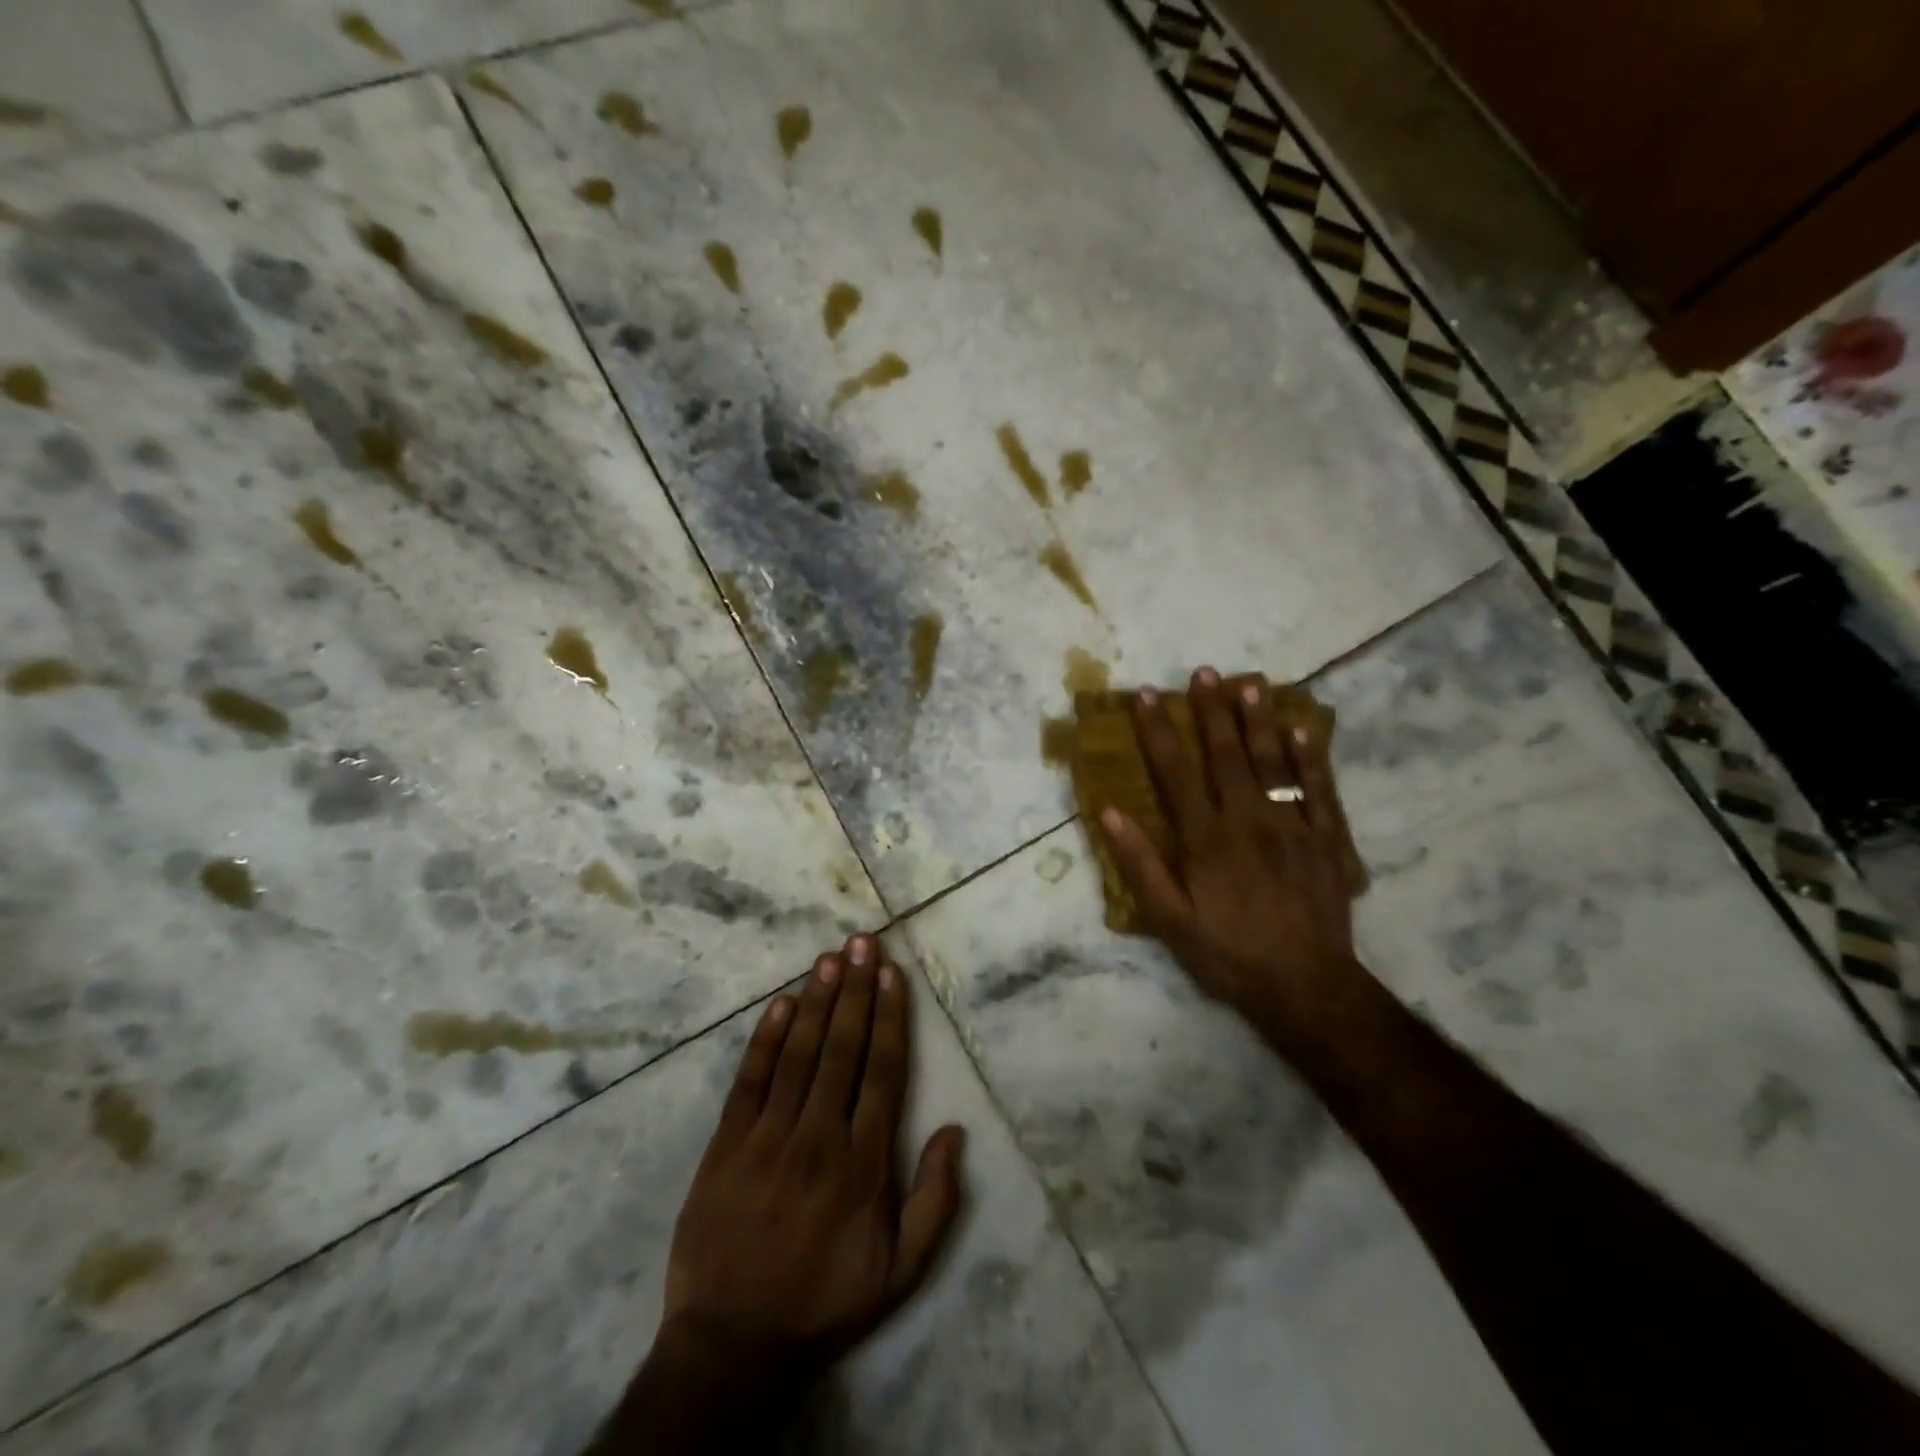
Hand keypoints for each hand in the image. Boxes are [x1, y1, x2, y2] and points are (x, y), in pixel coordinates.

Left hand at [661, 933, 966, 1378]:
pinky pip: (749, 1082)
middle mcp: (819, 1137)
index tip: (891, 973)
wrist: (730, 1344)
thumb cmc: (824, 1300)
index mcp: (863, 1163)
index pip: (883, 1072)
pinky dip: (765, 1040)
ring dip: (817, 1001)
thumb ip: (935, 1202)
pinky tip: (780, 1004)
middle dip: (855, 990)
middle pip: (842, 1049)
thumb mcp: (899, 1272)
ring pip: (799, 1054)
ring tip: (830, 957)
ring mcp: (768, 1138)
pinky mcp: (726, 1146)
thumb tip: (956, 1131)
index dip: (889, 1017)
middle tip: (862, 941)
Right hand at [1100, 668, 1363, 1055]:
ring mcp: (1292, 827)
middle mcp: (1248, 820)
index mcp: (1205, 839)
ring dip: (1258, 720)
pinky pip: (1318, 790)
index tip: (1147, 695)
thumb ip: (1141, 864)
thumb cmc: (1227, 954)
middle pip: (1226, 755)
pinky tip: (1302, 730)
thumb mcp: (1170, 920)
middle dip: (1211, 711)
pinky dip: (1310, 757)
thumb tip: (1109, 813)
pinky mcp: (1325, 840)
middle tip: (1204, 671)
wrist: (1305, 987)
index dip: (1158, 731)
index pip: (1175, 772)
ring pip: (1273, 762)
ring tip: (1248, 683)